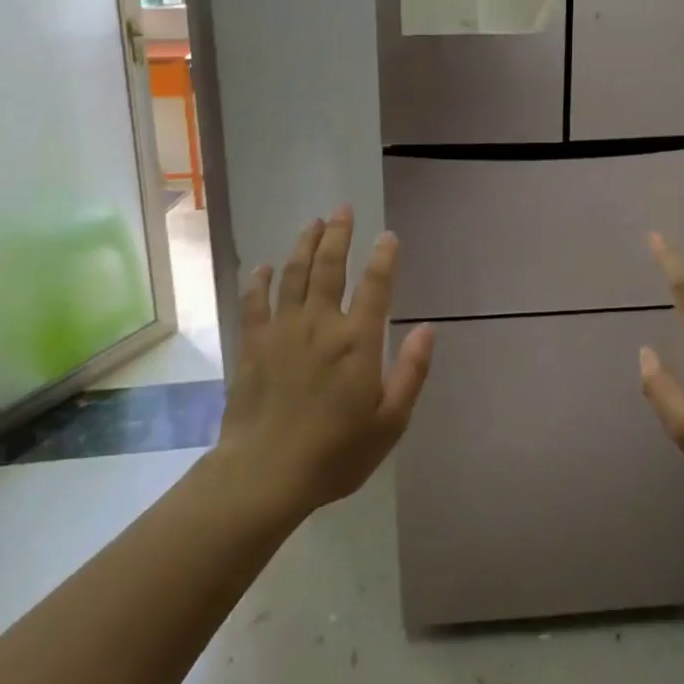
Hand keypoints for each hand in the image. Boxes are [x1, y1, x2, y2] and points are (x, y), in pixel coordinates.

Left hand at [218, 207, 434, 518]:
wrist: (265, 473)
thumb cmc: (335, 453)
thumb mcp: (390, 422)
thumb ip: (411, 372)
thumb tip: (429, 328)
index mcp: (357, 341)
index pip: (375, 285)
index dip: (384, 257)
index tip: (388, 236)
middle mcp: (320, 323)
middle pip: (330, 267)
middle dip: (338, 235)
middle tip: (342, 210)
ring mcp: (283, 330)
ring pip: (294, 274)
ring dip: (304, 245)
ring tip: (312, 223)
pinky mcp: (253, 343)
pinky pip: (256, 301)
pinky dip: (259, 281)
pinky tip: (263, 267)